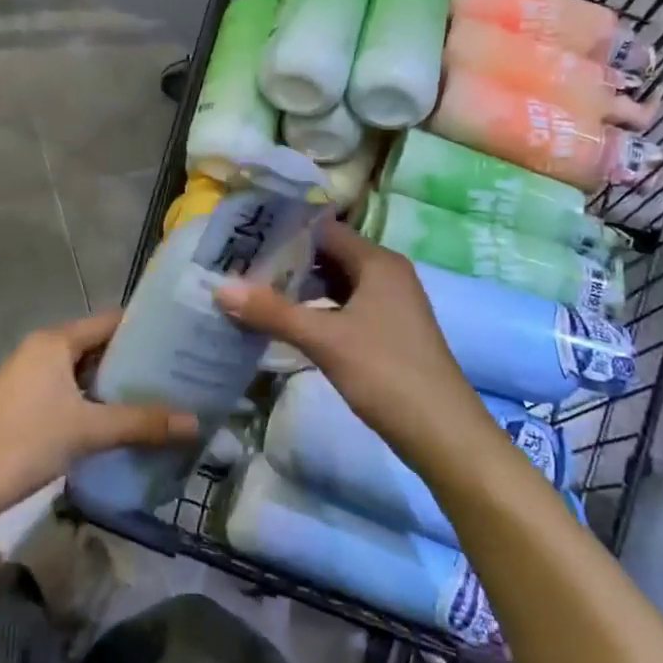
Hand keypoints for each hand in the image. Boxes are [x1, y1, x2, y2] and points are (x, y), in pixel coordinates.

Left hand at [0, 310, 199, 512]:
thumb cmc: (25, 442)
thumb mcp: (88, 430)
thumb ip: (141, 423)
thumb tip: (196, 423)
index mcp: (56, 341)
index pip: (110, 321)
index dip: (146, 328)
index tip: (181, 340)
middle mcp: (43, 350)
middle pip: (98, 345)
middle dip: (135, 360)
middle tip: (178, 372)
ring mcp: (31, 377)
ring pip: (84, 372)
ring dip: (116, 384)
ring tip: (160, 395)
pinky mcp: (26, 403)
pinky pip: (71, 391)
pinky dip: (96, 401)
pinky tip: (122, 420)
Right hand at [214, 220, 492, 472]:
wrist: (442, 432)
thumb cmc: (385, 372)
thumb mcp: (325, 339)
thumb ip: (272, 311)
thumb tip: (220, 288)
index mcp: (378, 262)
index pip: (324, 230)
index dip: (285, 230)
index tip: (244, 236)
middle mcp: (386, 274)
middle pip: (329, 255)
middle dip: (286, 260)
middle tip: (239, 264)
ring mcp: (388, 305)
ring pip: (335, 284)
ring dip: (299, 287)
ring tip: (252, 290)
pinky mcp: (385, 332)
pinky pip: (343, 308)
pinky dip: (315, 310)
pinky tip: (285, 322)